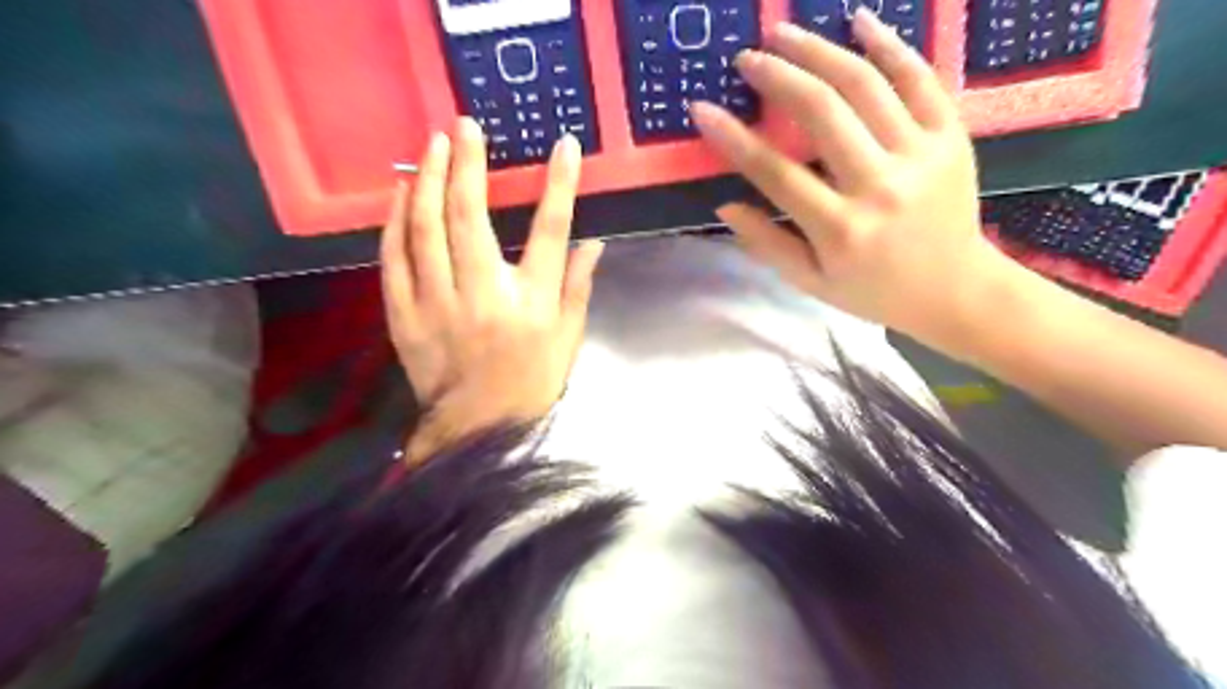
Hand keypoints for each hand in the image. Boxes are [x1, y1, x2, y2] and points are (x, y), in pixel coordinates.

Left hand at [378, 117, 598, 461]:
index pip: (550, 232)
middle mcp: (483, 295)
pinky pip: (393, 259)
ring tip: (431, 146)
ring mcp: (436, 304)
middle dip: (468, 164)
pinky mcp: (403, 316)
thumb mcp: (568, 338)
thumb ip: (578, 287)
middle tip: (465, 126)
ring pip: (424, 229)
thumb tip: (594, 242)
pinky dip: (394, 221)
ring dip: (425, 180)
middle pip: (469, 216)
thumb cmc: (531, 382)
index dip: (559, 185)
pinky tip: (399, 193)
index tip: (564, 146)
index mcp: (530, 303)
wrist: (478, 429)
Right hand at [694, 8, 1022, 352]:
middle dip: (777, 76)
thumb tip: (724, 206)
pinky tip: (859, 21)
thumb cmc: (873, 290)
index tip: (702, 109)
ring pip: (866, 84)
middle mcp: (880, 186)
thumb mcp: (811, 282)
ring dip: (820, 50)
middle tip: (747, 58)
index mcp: (840, 229)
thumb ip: (767, 244)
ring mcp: (921, 155)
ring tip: (785, 33)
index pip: (775, 172)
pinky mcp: (952, 136)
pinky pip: (920, 78)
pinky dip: (889, 44)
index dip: (733, 138)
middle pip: (822, 112)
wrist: (955, 290)